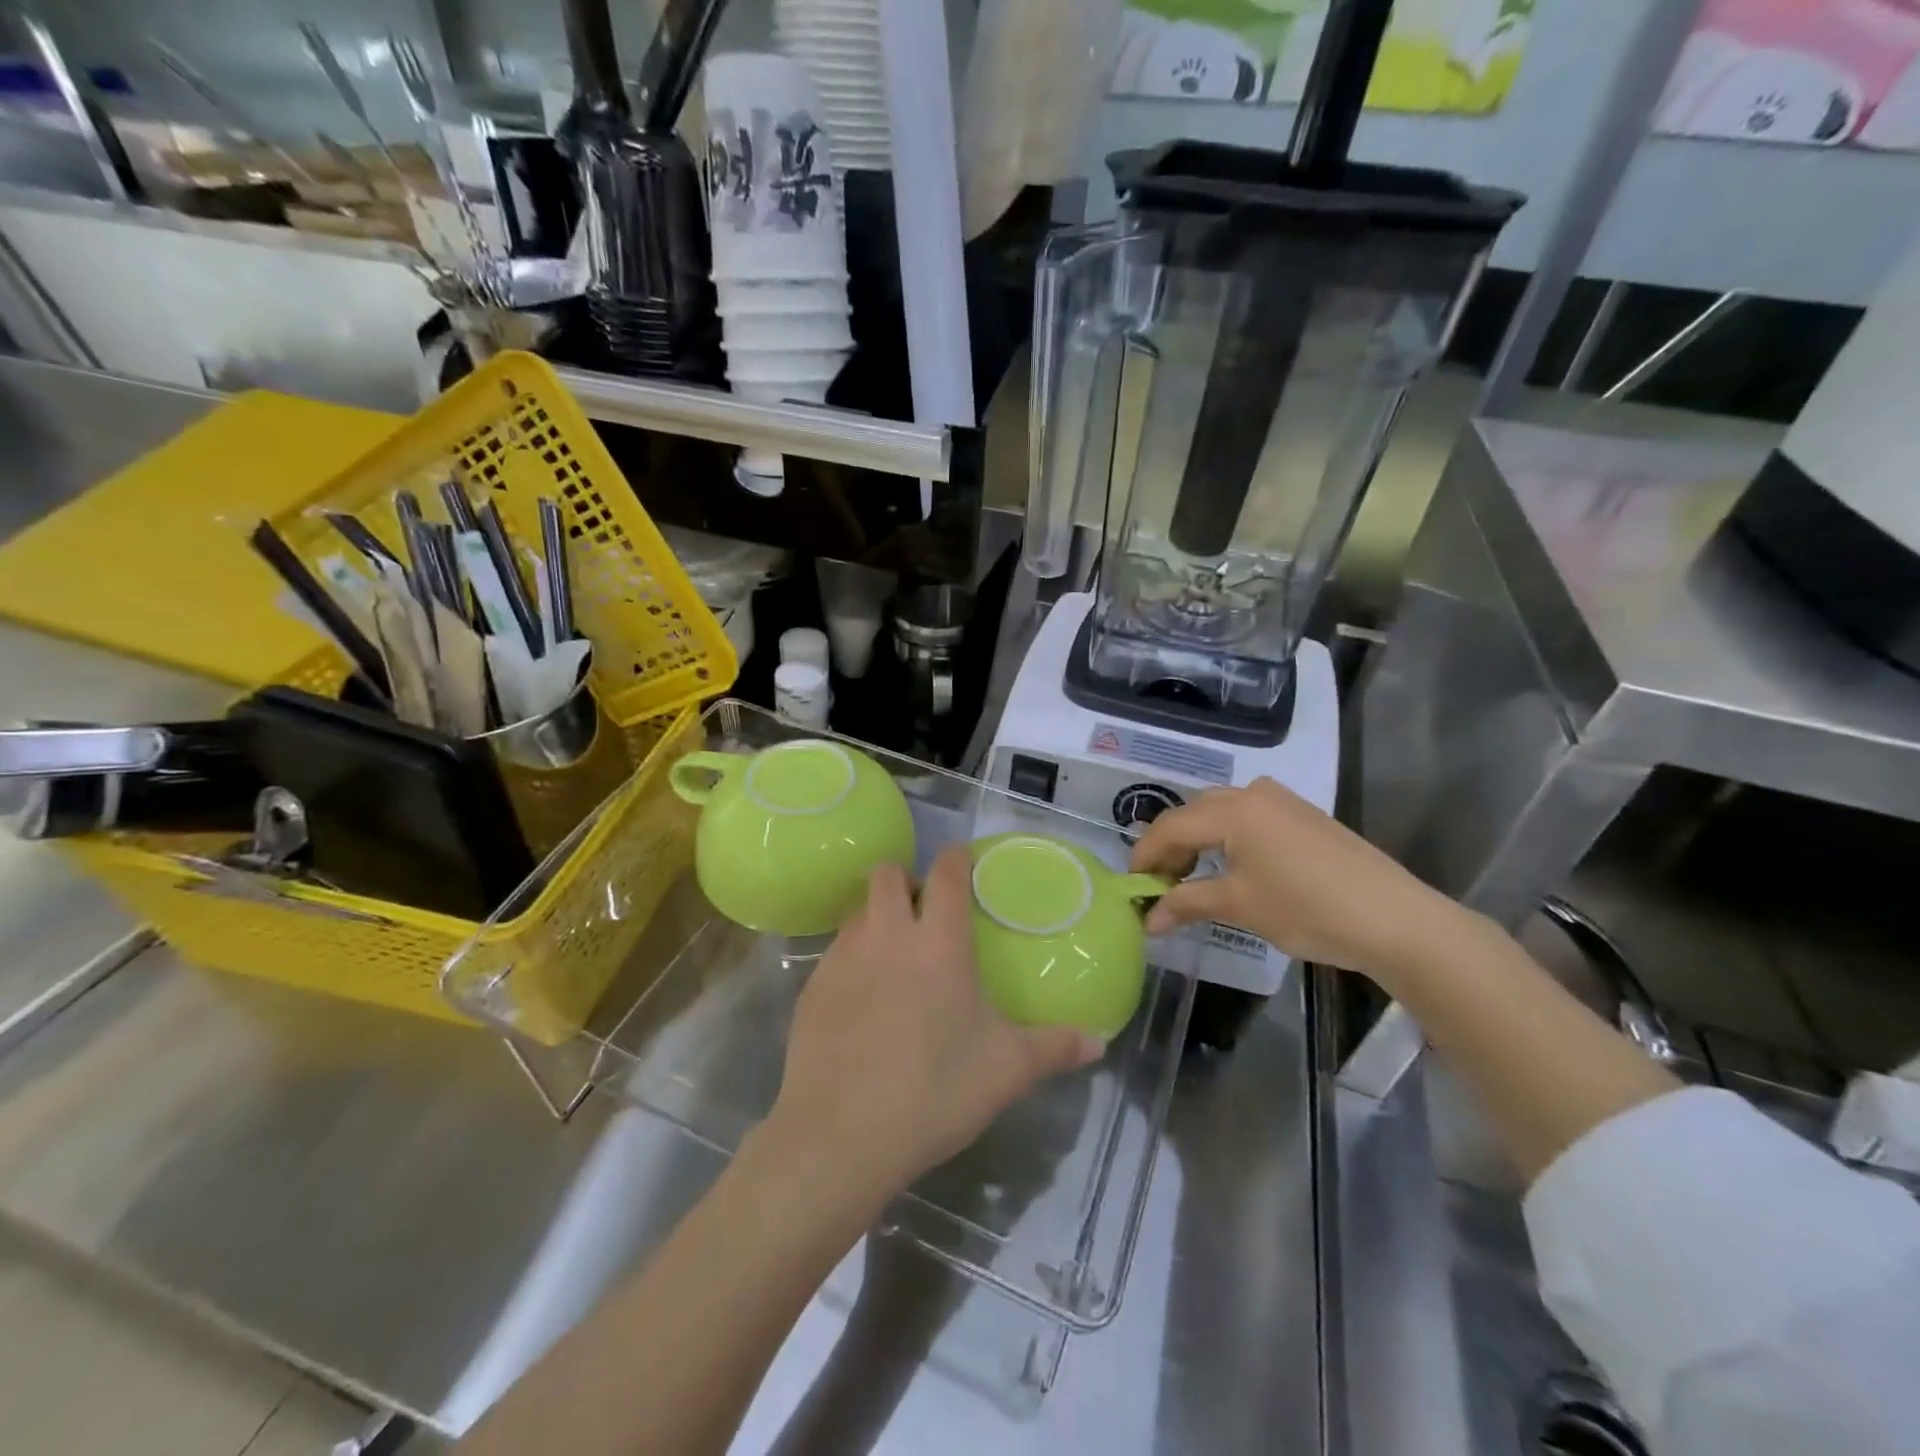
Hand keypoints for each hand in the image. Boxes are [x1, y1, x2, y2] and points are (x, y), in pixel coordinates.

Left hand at [767, 847, 1104, 1200]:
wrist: (838, 1136)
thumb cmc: (933, 1091)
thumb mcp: (1005, 1072)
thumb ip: (1053, 1049)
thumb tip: (1097, 1043)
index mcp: (938, 943)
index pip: (946, 874)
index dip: (956, 858)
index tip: (963, 860)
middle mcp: (886, 936)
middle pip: (887, 874)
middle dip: (905, 880)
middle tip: (923, 913)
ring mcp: (842, 959)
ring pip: (857, 911)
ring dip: (876, 918)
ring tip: (893, 957)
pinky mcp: (811, 988)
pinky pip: (835, 953)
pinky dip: (852, 960)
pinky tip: (862, 1003)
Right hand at [1129, 777, 1466, 983]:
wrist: (1394, 918)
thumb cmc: (1307, 909)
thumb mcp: (1239, 906)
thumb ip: (1186, 904)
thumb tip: (1148, 920)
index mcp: (1231, 810)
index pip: (1170, 827)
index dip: (1145, 856)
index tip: (1133, 887)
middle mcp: (1252, 793)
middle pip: (1192, 813)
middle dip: (1170, 846)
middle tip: (1161, 885)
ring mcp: (1281, 800)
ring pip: (1220, 811)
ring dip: (1198, 840)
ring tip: (1192, 877)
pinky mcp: (1302, 814)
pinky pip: (1248, 816)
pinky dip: (1227, 837)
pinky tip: (1232, 866)